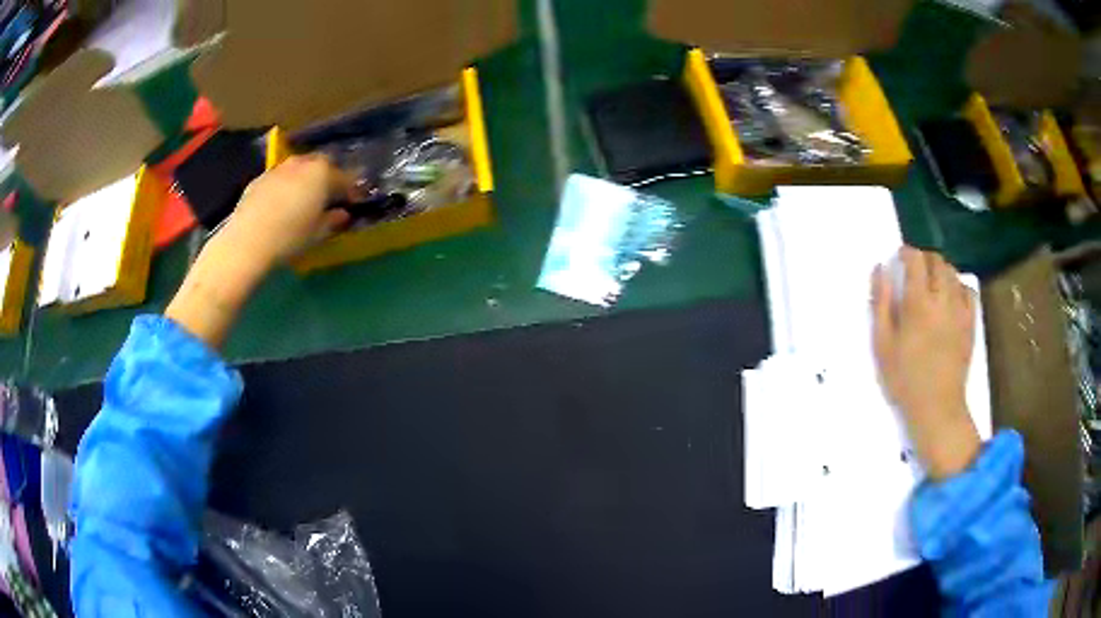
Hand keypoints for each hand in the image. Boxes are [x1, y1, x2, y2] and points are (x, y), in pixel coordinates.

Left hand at [216, 154, 351, 275]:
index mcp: (322, 173)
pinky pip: (279, 178)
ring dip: (304, 179)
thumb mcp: (317, 233)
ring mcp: (278, 169)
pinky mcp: (259, 179)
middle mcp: (301, 164)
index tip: (353, 201)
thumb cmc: (290, 237)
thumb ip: (332, 220)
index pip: (344, 178)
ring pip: (298, 169)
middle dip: (327, 178)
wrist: (247, 241)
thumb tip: (342, 214)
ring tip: (303, 198)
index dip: (351, 190)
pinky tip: (280, 204)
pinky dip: (285, 186)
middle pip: (321, 165)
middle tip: (328, 196)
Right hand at [871, 247, 980, 480]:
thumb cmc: (904, 379)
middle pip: (936, 261)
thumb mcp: (882, 344)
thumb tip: (880, 268)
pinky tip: (951, 297)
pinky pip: (968, 291)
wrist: (937, 408)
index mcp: (918, 303)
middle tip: (914, 271)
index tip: (899, 258)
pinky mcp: (970, 323)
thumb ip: (880, 303)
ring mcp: (960, 310)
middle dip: (924, 259)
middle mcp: (942, 299)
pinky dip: (959, 286)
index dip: (906, 252)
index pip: (915, 259)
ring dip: (941, 270)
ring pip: (953, 273)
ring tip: (931, 283)